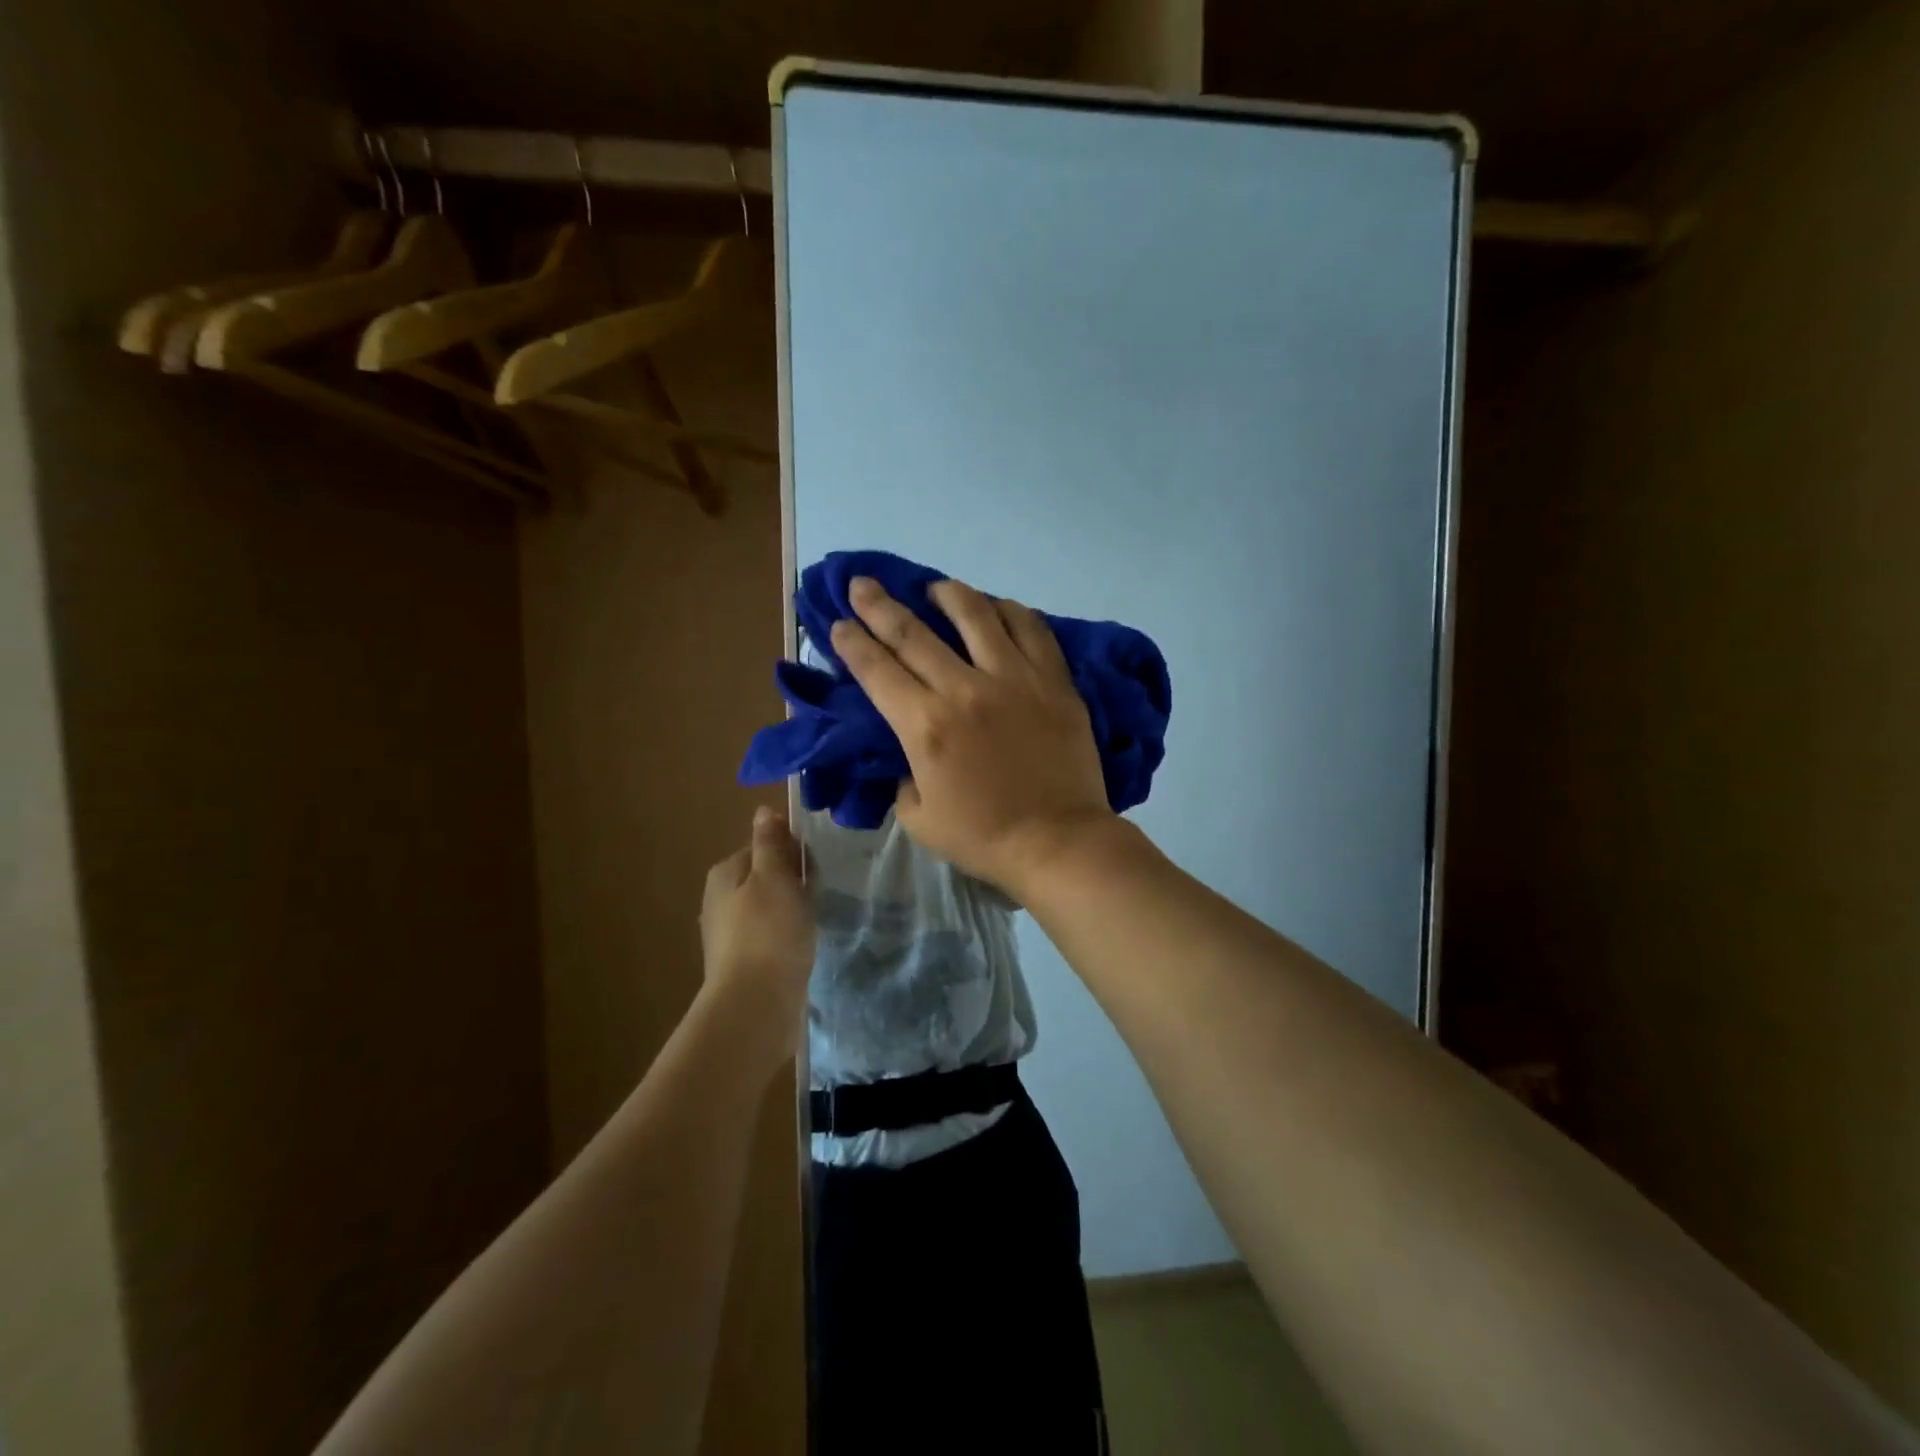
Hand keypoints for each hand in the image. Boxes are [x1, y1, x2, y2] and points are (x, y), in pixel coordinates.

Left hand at [700, 807, 814, 1062]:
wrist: (755, 1006)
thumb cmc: (769, 932)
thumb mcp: (774, 877)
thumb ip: (770, 844)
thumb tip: (763, 810)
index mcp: (725, 874)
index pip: (762, 846)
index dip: (790, 851)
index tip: (813, 866)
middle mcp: (720, 900)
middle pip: (764, 877)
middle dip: (792, 881)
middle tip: (818, 893)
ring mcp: (729, 935)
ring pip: (768, 907)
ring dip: (791, 910)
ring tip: (814, 920)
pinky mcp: (743, 963)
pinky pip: (770, 936)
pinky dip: (787, 936)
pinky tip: (802, 946)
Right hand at [830, 575, 1116, 897]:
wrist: (1058, 841)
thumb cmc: (983, 836)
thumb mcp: (918, 818)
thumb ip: (903, 777)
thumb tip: (910, 750)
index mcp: (925, 726)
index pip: (877, 669)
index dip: (852, 642)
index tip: (839, 623)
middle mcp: (964, 689)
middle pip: (913, 632)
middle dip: (878, 605)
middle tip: (862, 584)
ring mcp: (1014, 678)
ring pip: (976, 615)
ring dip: (947, 593)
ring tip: (935, 588)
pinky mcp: (1053, 680)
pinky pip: (1031, 628)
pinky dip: (1009, 611)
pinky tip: (998, 608)